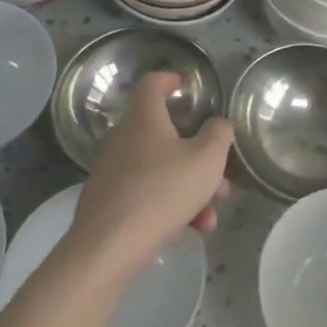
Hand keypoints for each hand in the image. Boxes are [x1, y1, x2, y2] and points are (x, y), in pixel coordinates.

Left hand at [64, 73, 232, 286]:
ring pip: (159, 169)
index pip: (151, 84)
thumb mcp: (206, 161)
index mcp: (144, 119)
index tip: (184, 86)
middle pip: (163, 135)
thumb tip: (219, 124)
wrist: (109, 247)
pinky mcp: (108, 201)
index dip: (169, 80)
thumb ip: (218, 136)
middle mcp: (123, 138)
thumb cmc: (162, 191)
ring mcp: (112, 171)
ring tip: (210, 214)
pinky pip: (146, 193)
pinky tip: (190, 230)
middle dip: (197, 155)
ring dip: (189, 187)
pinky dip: (170, 205)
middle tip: (219, 174)